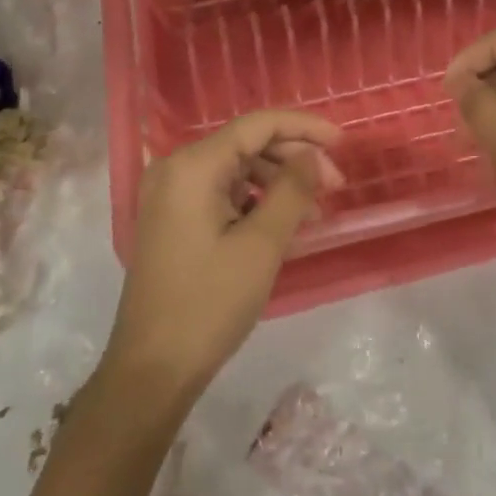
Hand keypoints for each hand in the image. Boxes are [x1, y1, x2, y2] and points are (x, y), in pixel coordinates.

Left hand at [104, 110, 343, 410]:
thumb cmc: (209, 304)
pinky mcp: (173, 219)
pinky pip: (222, 194)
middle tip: (336, 186)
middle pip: (247, 144)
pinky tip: (286, 226)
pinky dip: (256, 203)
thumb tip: (312, 155)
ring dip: (279, 184)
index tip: (343, 143)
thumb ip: (292, 190)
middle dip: (295, 159)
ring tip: (317, 213)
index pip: (257, 125)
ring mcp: (171, 195)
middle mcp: (176, 168)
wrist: (152, 370)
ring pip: (237, 170)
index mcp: (193, 166)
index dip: (304, 127)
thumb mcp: (262, 245)